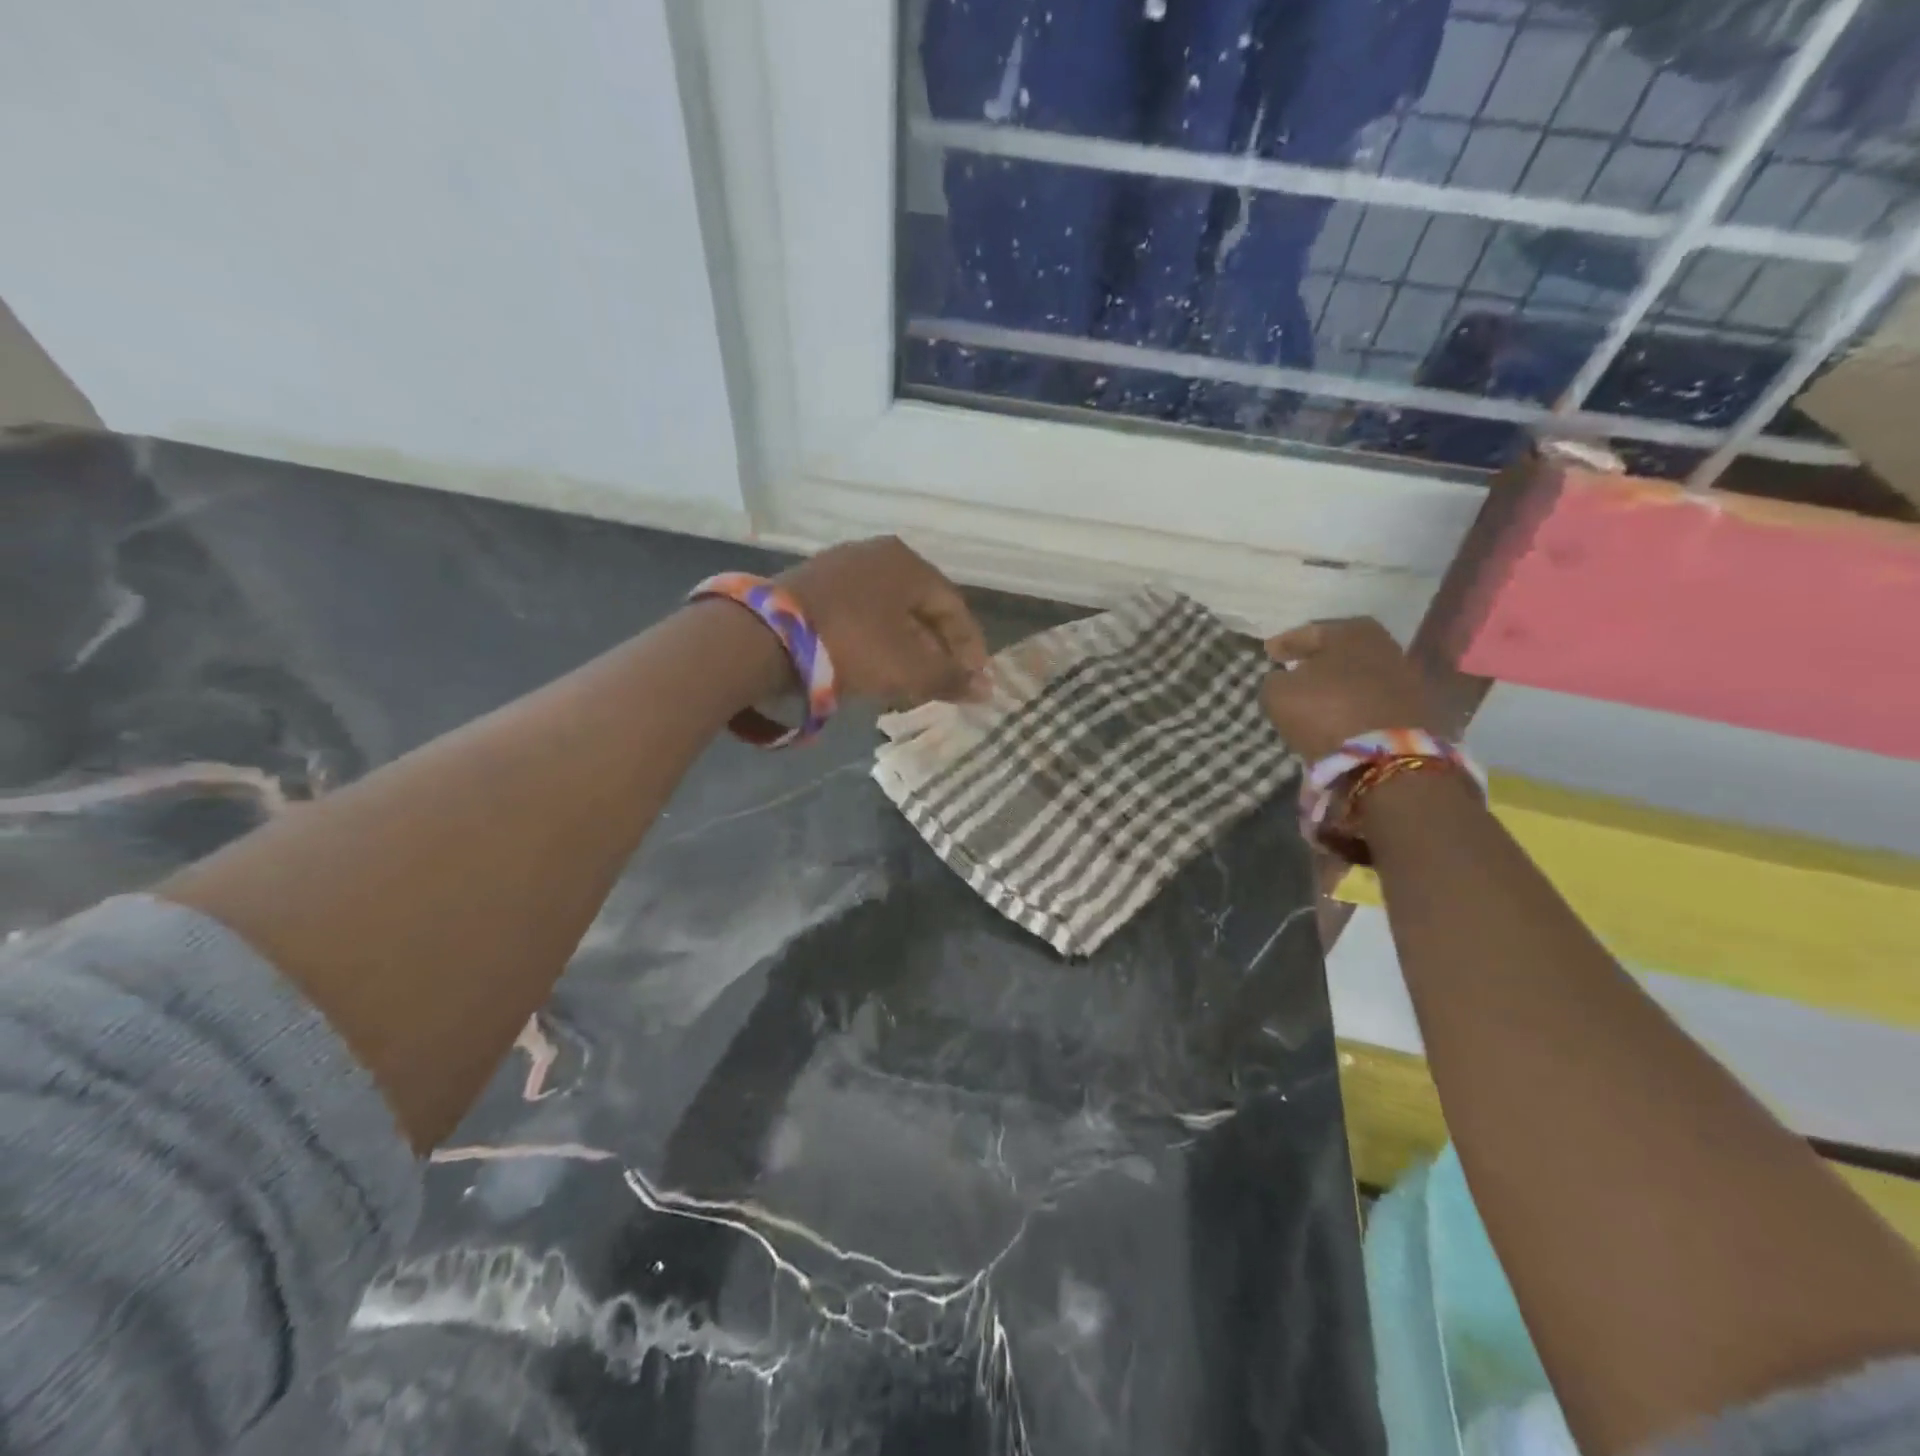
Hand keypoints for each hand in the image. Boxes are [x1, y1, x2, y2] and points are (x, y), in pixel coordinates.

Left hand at [777, 536, 988, 704]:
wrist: (763, 636)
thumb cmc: (851, 645)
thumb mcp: (907, 667)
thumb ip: (950, 678)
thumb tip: (986, 690)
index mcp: (907, 564)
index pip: (953, 607)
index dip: (969, 646)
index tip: (975, 679)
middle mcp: (876, 555)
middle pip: (920, 607)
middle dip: (936, 649)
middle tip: (944, 682)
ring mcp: (839, 566)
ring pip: (888, 612)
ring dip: (905, 647)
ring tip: (910, 682)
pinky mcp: (809, 585)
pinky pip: (858, 614)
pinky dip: (874, 641)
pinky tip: (872, 667)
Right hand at [1259, 617, 1433, 760]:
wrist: (1386, 757)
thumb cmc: (1325, 711)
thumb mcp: (1278, 693)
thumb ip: (1275, 680)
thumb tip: (1283, 679)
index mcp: (1351, 631)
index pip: (1309, 632)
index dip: (1285, 643)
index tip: (1268, 652)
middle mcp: (1385, 645)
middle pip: (1340, 651)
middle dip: (1316, 661)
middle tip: (1294, 670)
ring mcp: (1405, 678)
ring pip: (1358, 676)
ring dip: (1337, 685)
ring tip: (1314, 698)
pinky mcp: (1415, 710)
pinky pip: (1371, 701)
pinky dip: (1353, 705)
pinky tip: (1337, 716)